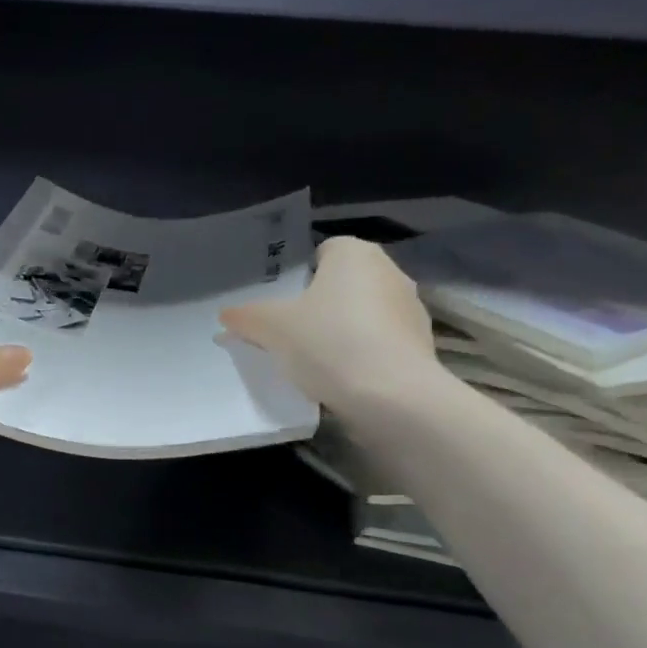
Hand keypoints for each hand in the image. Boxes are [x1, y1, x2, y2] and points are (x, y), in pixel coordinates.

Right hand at [220, 237, 444, 420]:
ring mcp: (410, 309)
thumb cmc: (328, 343)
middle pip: (344, 283)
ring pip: (364, 313)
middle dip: (320, 304)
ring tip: (316, 361)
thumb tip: (226, 315)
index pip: (323, 251)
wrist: (391, 396)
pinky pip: (381, 342)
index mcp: (355, 254)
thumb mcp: (271, 329)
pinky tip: (343, 378)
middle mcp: (389, 271)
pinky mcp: (421, 345)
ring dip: (343, 330)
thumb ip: (246, 318)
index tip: (283, 305)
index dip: (300, 276)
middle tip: (291, 332)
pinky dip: (363, 354)